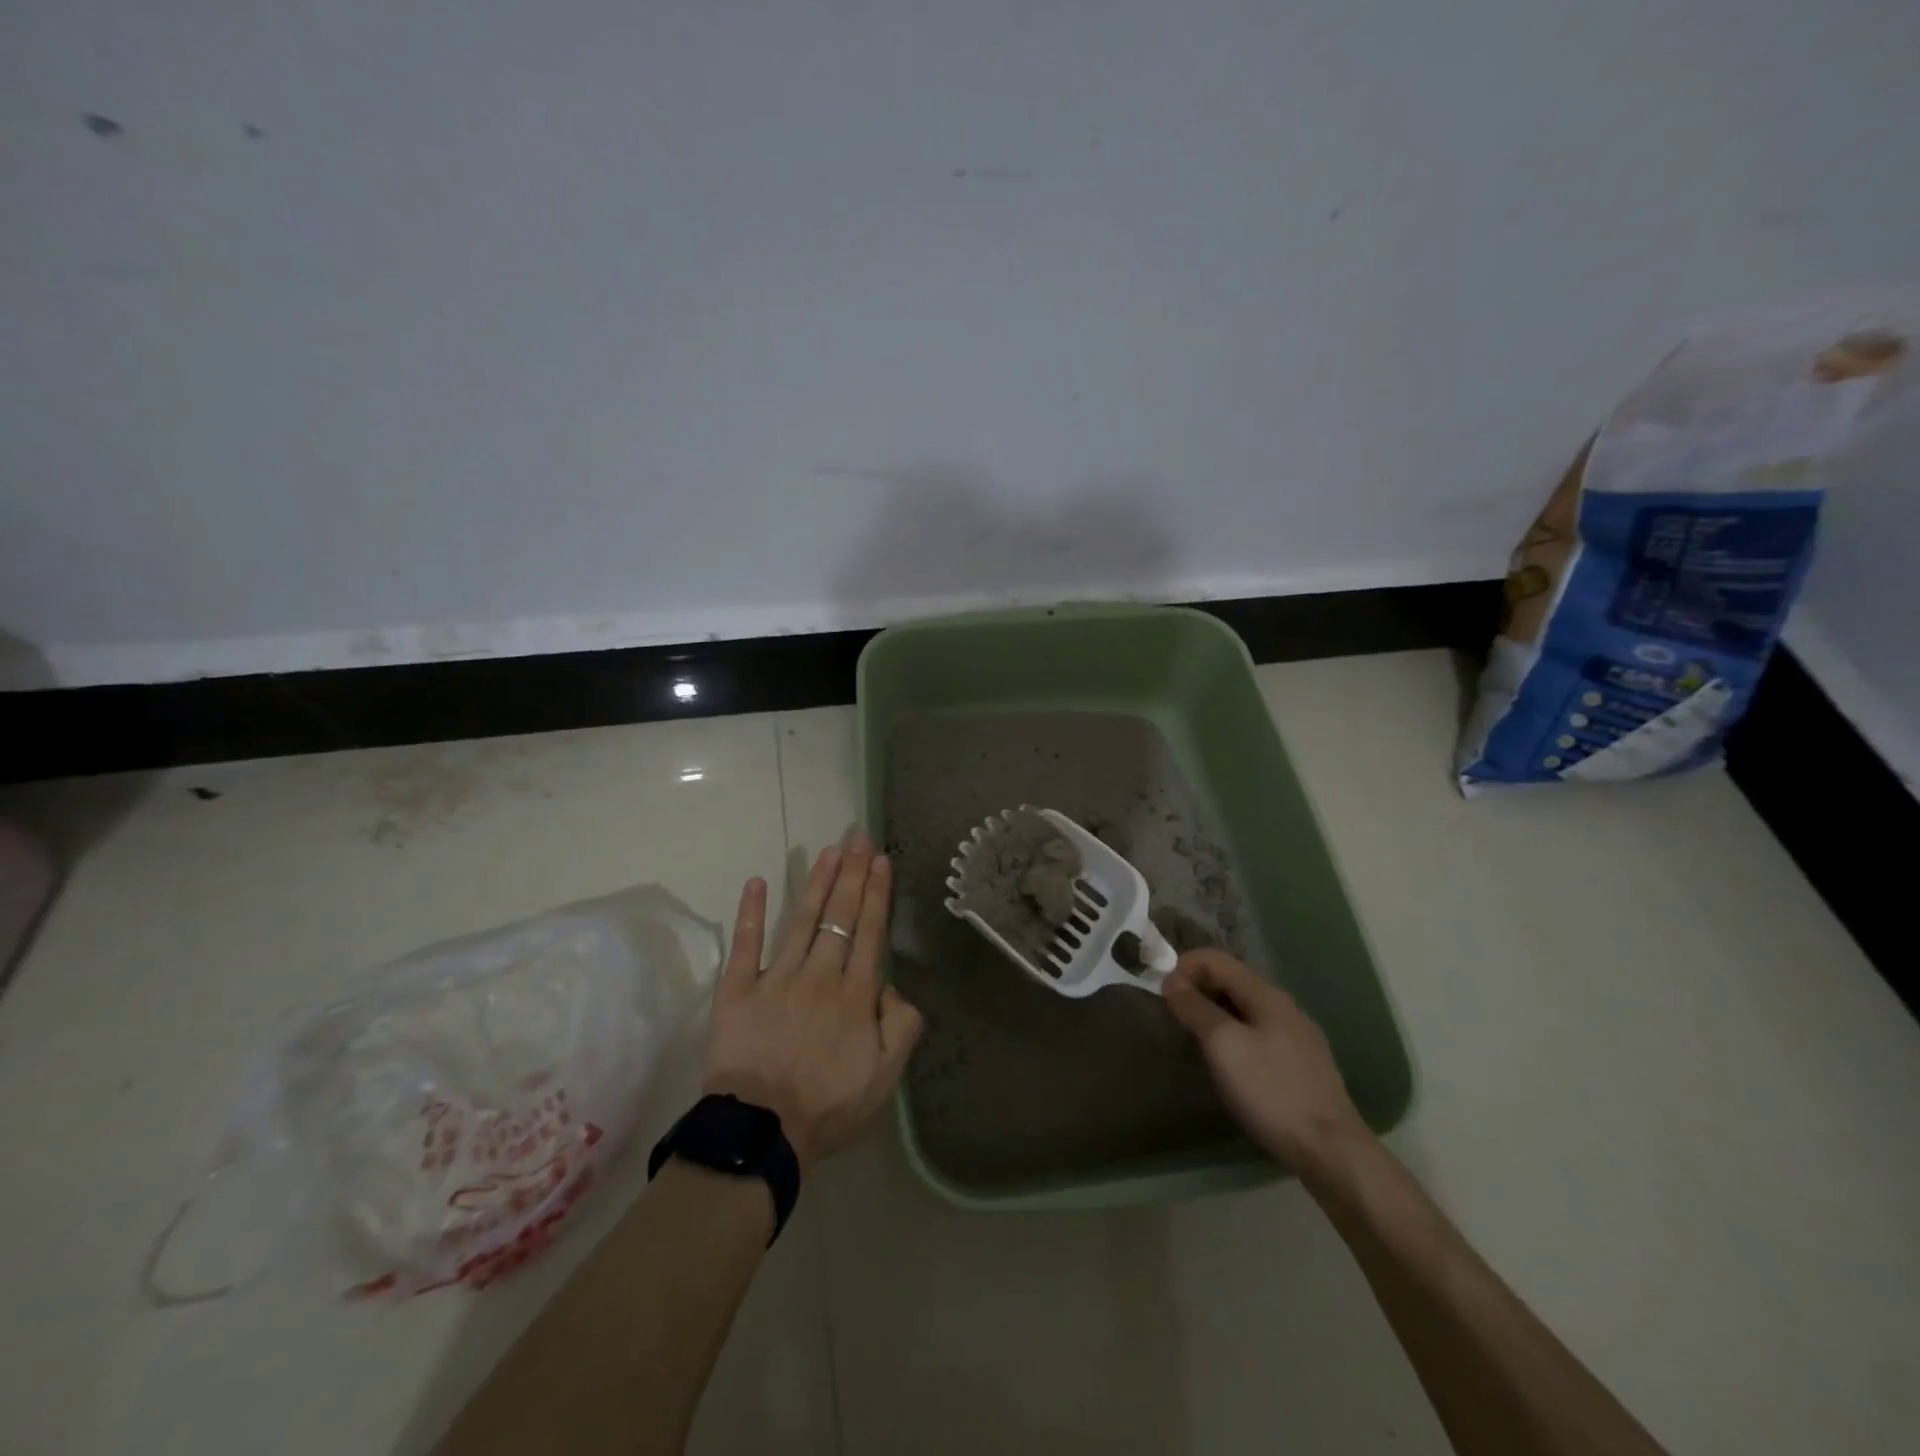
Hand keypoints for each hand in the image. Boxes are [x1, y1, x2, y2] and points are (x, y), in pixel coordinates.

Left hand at [701, 828, 924, 1171]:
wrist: (762, 1133)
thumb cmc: (828, 1106)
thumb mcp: (886, 1076)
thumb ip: (901, 1025)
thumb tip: (889, 984)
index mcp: (855, 994)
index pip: (869, 931)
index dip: (876, 893)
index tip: (880, 860)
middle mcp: (820, 975)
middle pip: (839, 915)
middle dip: (851, 873)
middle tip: (858, 837)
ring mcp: (777, 978)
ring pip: (801, 919)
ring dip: (816, 882)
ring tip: (829, 850)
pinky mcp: (738, 989)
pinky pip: (745, 945)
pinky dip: (750, 913)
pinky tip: (755, 882)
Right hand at [1163, 949, 1368, 1175]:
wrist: (1331, 1151)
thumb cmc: (1271, 1091)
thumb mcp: (1223, 1045)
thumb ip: (1195, 1008)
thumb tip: (1172, 979)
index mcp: (1266, 994)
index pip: (1216, 959)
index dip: (1185, 967)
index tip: (1162, 993)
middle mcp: (1284, 1006)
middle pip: (1232, 981)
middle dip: (1198, 989)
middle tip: (1173, 1016)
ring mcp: (1298, 1036)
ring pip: (1245, 1008)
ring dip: (1214, 1013)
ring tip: (1194, 1039)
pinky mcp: (1302, 1064)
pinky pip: (1259, 1033)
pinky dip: (1234, 1034)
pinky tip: (1229, 1063)